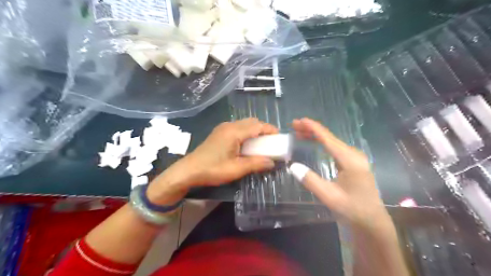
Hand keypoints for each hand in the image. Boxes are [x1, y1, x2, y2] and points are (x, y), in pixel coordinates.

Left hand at [145, 118, 276, 205]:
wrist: (188, 171)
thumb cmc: (212, 170)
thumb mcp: (236, 169)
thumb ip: (256, 164)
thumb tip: (272, 162)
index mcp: (234, 132)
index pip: (257, 125)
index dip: (270, 130)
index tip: (279, 138)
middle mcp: (229, 126)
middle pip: (251, 122)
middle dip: (263, 129)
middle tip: (271, 142)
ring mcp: (222, 128)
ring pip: (244, 124)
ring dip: (255, 130)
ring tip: (261, 144)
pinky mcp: (219, 132)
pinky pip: (237, 127)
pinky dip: (246, 132)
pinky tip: (246, 144)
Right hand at [288, 118, 389, 229]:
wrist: (371, 221)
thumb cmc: (352, 209)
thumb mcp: (329, 197)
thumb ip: (311, 181)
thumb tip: (292, 166)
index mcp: (350, 160)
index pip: (328, 139)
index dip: (313, 128)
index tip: (299, 120)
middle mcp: (353, 155)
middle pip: (330, 137)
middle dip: (312, 130)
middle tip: (294, 126)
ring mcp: (354, 158)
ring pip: (332, 141)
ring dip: (316, 136)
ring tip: (299, 133)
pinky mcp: (353, 163)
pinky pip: (335, 148)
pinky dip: (322, 143)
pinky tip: (314, 143)